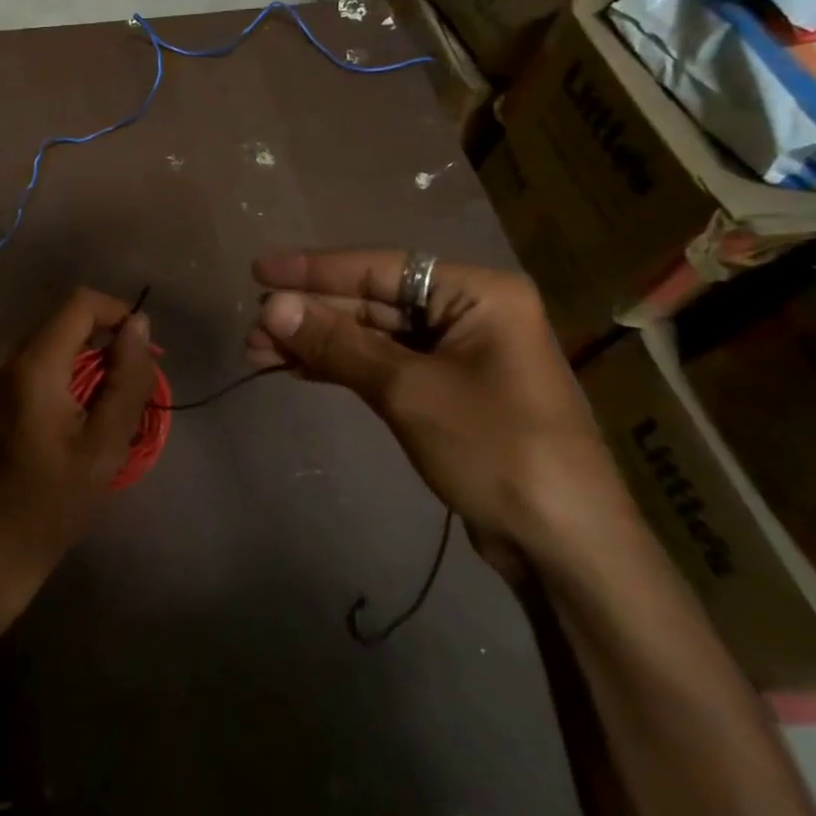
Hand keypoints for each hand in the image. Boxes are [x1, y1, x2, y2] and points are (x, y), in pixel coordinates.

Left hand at [0, 288, 154, 620]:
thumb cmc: (49, 507)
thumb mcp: (105, 448)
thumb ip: (127, 379)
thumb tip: (137, 324)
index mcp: (28, 367)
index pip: (80, 304)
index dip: (116, 314)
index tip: (136, 351)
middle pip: (59, 326)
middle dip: (94, 350)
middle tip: (112, 400)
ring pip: (39, 344)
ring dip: (69, 365)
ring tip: (81, 417)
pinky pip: (17, 363)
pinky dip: (43, 377)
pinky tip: (48, 422)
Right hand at [245, 251, 633, 567]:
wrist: (563, 547)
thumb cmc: (495, 450)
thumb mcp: (408, 390)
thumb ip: (337, 343)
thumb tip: (270, 306)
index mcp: (478, 293)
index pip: (380, 269)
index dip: (314, 270)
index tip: (259, 269)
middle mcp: (468, 313)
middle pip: (373, 302)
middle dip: (310, 315)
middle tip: (252, 328)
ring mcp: (457, 354)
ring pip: (372, 336)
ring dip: (317, 343)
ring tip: (258, 353)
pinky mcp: (446, 391)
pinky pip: (382, 365)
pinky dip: (340, 367)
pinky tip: (297, 369)